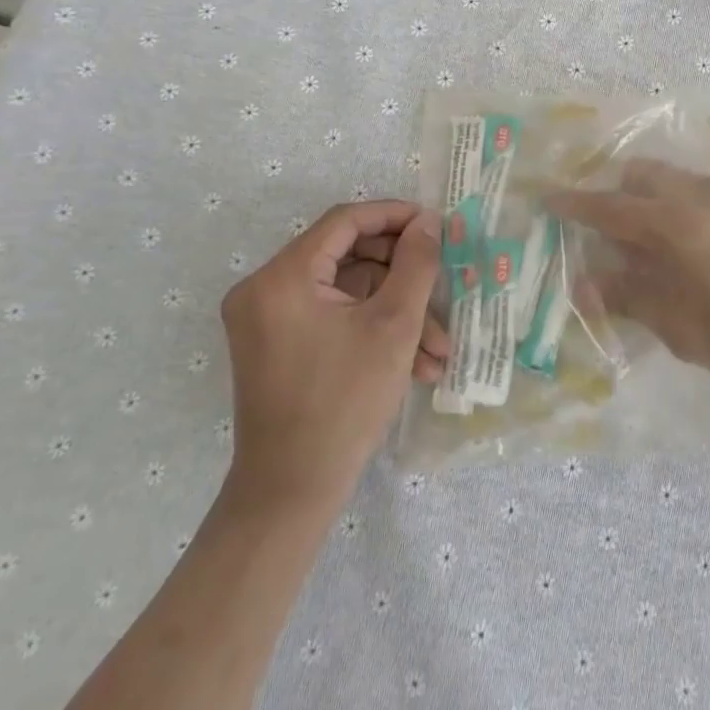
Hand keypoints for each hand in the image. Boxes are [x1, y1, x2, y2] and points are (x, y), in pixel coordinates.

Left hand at [218, 201, 445, 517]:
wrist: (291, 493)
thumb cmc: (345, 402)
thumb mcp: (394, 326)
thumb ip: (417, 264)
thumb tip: (429, 222)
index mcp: (283, 277)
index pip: (345, 221)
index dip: (395, 216)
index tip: (435, 225)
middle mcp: (265, 289)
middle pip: (349, 257)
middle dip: (403, 280)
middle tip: (443, 290)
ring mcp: (268, 320)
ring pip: (348, 293)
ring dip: (396, 314)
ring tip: (439, 350)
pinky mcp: (277, 345)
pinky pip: (333, 318)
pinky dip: (372, 332)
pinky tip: (416, 364)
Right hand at [547, 161, 709, 395]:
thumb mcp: (681, 327)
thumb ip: (629, 297)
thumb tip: (586, 281)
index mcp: (674, 221)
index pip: (609, 206)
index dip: (574, 202)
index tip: (548, 197)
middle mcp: (701, 193)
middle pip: (643, 175)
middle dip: (617, 191)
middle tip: (603, 226)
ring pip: (677, 181)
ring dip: (653, 199)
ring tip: (648, 240)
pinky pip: (706, 192)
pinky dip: (684, 207)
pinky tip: (693, 245)